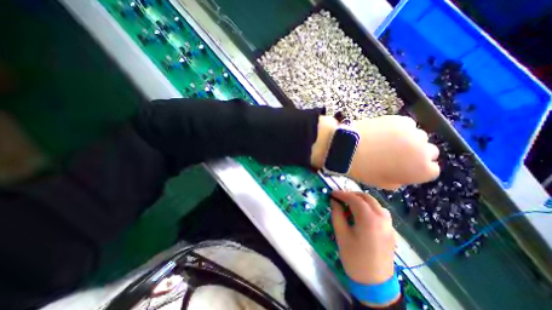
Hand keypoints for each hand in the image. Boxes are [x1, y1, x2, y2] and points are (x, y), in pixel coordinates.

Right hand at [332, 191, 397, 285]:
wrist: (375, 284)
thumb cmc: (354, 258)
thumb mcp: (341, 234)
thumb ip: (337, 214)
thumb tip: (334, 201)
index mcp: (368, 219)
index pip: (354, 199)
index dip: (342, 194)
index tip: (332, 193)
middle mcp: (381, 218)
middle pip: (367, 198)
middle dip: (352, 194)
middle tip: (340, 197)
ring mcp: (389, 224)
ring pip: (375, 203)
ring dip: (362, 200)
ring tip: (350, 203)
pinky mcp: (391, 230)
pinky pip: (380, 211)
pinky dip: (370, 207)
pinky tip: (362, 213)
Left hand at [349, 115, 439, 189]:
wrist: (349, 148)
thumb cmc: (364, 169)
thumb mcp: (382, 183)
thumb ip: (399, 180)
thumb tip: (403, 174)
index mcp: (421, 170)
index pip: (431, 169)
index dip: (416, 168)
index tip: (404, 166)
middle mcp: (425, 151)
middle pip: (429, 151)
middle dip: (416, 153)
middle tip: (396, 153)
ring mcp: (413, 133)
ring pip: (418, 136)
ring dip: (408, 139)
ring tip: (387, 141)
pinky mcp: (401, 120)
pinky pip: (406, 125)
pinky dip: (398, 128)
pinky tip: (383, 132)